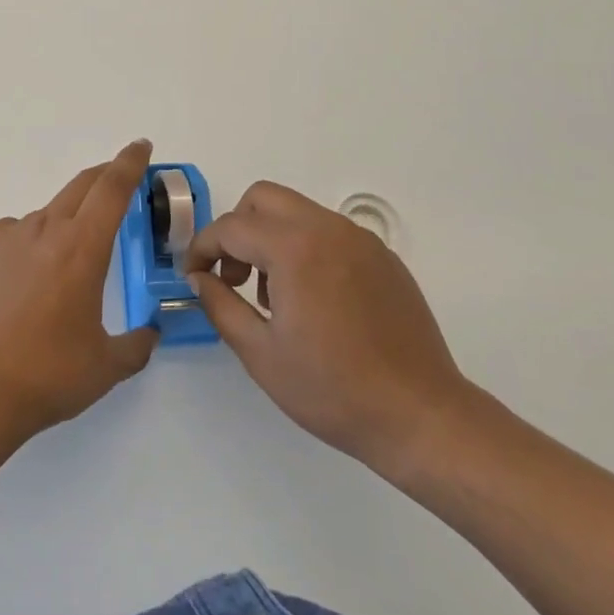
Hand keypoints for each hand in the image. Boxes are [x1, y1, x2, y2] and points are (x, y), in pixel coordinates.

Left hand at [0, 140, 158, 443]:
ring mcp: (3, 237)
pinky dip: (23, 248)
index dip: (129, 163)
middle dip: (103, 178)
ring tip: (57, 273)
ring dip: (60, 228)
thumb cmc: (47, 376)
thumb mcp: (106, 366)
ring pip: (43, 218)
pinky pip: (8, 237)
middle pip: (79, 187)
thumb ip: (137, 344)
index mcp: (82, 248)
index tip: (140, 146)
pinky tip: (16, 286)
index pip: (112, 189)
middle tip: (117, 182)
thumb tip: (150, 332)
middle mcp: (43, 230)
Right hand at [183, 181, 474, 487]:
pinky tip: (313, 300)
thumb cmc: (332, 389)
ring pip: (297, 212)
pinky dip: (305, 248)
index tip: (193, 276)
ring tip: (274, 296)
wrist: (420, 415)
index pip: (231, 227)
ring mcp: (360, 239)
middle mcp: (327, 228)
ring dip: (271, 237)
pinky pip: (329, 233)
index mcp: (294, 248)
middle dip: (237, 229)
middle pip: (263, 199)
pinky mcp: (382, 256)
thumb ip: (220, 305)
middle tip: (233, 276)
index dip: (202, 248)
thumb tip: (199, 278)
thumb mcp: (260, 353)